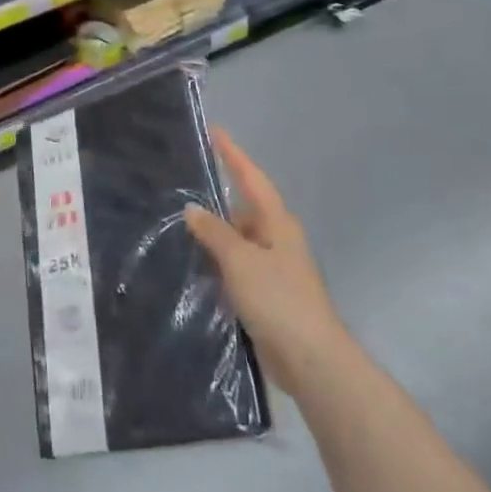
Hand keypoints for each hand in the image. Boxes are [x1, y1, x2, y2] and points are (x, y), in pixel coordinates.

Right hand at [184, 127, 343, 395]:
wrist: (311, 360)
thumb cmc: (278, 300)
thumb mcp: (240, 260)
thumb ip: (215, 233)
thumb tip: (193, 209)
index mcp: (277, 223)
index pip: (252, 179)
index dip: (234, 155)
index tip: (215, 132)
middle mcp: (278, 239)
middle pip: (245, 208)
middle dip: (219, 197)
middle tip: (184, 184)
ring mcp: (274, 268)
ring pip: (239, 239)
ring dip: (215, 233)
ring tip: (179, 223)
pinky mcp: (267, 294)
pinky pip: (237, 265)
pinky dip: (218, 260)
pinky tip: (196, 264)